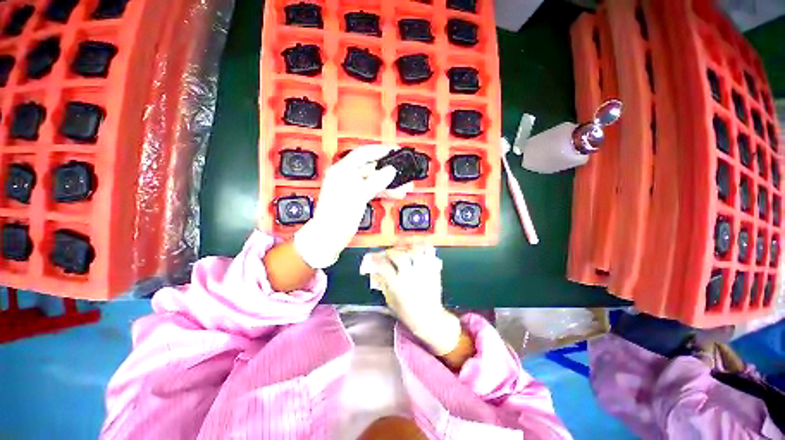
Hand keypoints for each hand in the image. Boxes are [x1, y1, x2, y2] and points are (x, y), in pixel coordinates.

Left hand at [294, 145, 411, 268]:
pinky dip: (384, 192)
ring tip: (404, 185)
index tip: (393, 150)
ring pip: (374, 181)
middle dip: (388, 170)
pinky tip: (396, 193)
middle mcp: (346, 177)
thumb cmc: (338, 216)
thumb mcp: (359, 195)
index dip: (379, 150)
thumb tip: (390, 171)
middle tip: (403, 169)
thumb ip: (376, 181)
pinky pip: (373, 191)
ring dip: (389, 183)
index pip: (362, 153)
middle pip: (371, 168)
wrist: (330, 236)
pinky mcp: (356, 198)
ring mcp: (352, 188)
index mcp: (342, 170)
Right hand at [363, 246, 461, 354]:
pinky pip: (431, 254)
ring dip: (409, 248)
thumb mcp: (391, 301)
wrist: (429, 318)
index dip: (376, 259)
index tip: (373, 257)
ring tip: (405, 249)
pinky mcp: (433, 270)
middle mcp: (410, 275)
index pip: (384, 267)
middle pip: (399, 256)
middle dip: (391, 252)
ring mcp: (423, 271)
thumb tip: (376, 273)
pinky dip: (426, 248)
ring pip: (416, 252)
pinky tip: (421, 248)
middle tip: (389, 254)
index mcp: (397, 284)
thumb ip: (383, 285)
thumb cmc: (408, 312)